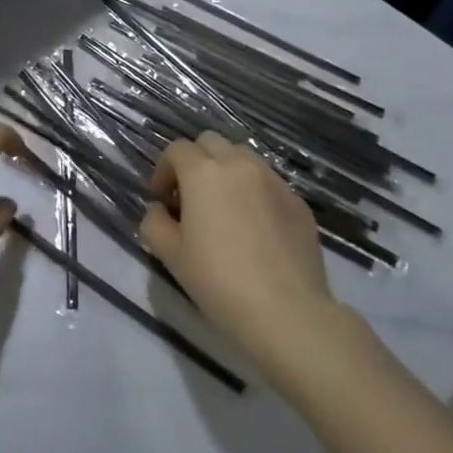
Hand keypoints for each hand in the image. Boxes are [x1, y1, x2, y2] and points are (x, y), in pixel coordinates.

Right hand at [140, 132, 337, 363]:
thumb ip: (154, 222)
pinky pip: (268, 182)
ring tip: (224, 207)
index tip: (162, 199)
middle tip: (190, 197)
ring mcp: (273, 180)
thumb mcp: (170, 255)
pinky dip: (254, 191)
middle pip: (211, 142)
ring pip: (243, 157)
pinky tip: (254, 227)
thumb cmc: (218, 281)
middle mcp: (239, 164)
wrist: (286, 311)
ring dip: (226, 171)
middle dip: (195, 161)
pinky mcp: (297, 200)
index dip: (164, 170)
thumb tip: (159, 209)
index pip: (177, 149)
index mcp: (203, 172)